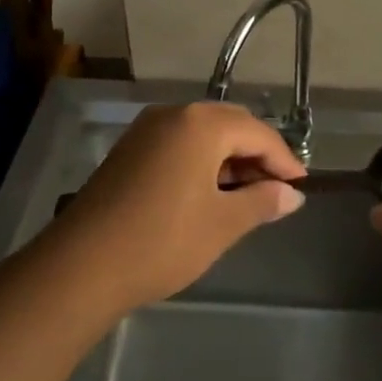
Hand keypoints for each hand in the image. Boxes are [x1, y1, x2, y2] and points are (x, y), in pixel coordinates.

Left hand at [43, 102, 307, 313]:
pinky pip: (178, 143)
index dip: (283, 158)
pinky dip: (201, 161)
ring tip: (246, 194)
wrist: (81, 266)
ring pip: (202, 134)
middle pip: (230, 124)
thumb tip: (292, 195)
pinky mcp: (129, 149)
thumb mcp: (222, 224)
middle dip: (257, 154)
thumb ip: (262, 202)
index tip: (300, 185)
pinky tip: (208, 192)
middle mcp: (173, 114)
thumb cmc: (162, 241)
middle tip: (277, 188)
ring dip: (229, 158)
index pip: (257, 132)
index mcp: (201, 124)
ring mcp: (146, 130)